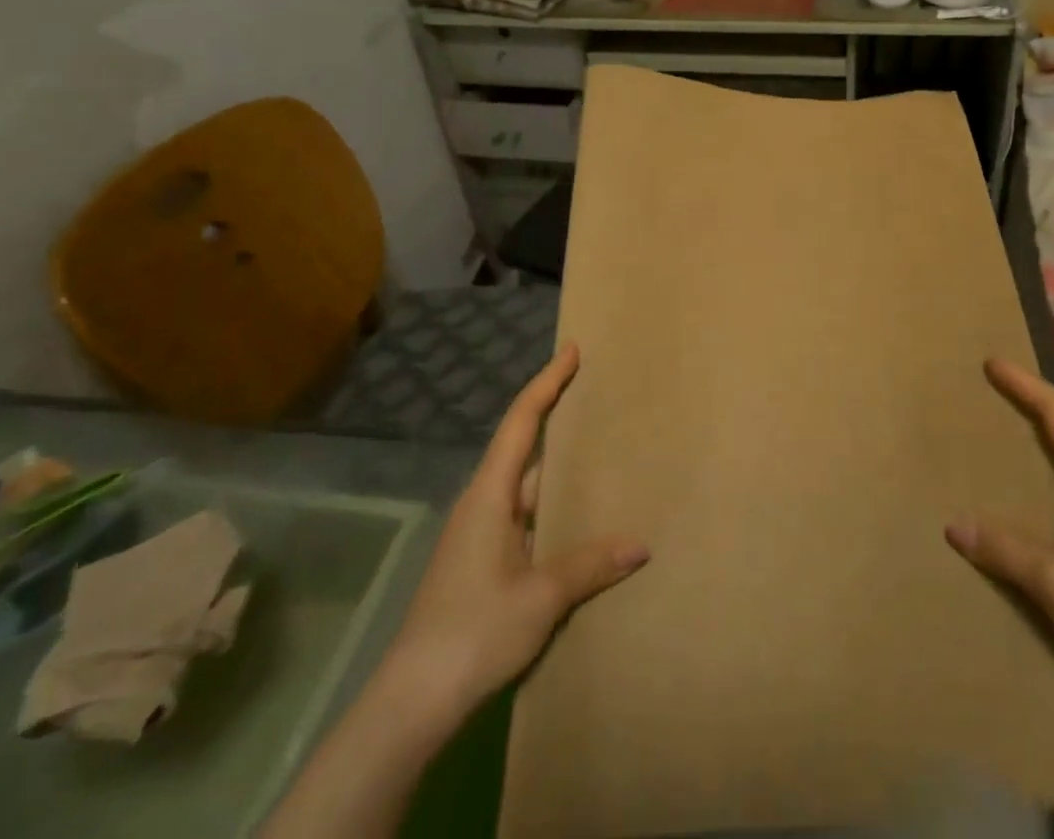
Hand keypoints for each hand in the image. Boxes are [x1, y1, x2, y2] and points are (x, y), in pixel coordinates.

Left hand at [380, 343, 648, 733]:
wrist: (412, 703)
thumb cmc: (473, 632)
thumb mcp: (540, 597)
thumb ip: (590, 565)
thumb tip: (642, 544)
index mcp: (490, 494)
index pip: (521, 421)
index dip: (547, 382)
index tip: (572, 351)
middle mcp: (483, 503)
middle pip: (523, 445)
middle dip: (556, 415)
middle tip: (596, 394)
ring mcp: (479, 534)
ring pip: (525, 485)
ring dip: (557, 466)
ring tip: (600, 450)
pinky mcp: (481, 562)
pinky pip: (524, 515)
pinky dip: (552, 503)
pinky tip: (578, 516)